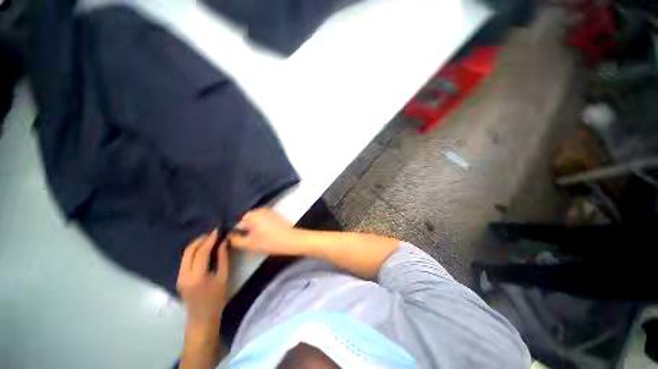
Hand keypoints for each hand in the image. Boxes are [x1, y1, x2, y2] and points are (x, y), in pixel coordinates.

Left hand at [177, 229, 228, 326]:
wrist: (202, 318)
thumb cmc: (217, 299)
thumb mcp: (223, 277)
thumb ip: (223, 258)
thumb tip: (224, 242)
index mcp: (196, 277)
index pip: (201, 252)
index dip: (210, 239)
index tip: (218, 230)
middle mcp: (183, 275)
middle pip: (189, 251)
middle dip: (201, 239)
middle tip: (214, 233)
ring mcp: (179, 276)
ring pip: (185, 254)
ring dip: (197, 244)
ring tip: (210, 239)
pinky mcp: (179, 277)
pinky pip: (185, 259)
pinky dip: (194, 251)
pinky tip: (204, 249)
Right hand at [229, 208, 302, 254]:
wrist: (292, 239)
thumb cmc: (270, 242)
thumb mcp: (250, 244)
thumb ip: (236, 239)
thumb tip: (228, 235)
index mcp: (251, 215)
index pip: (235, 219)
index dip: (231, 228)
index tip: (229, 236)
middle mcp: (258, 209)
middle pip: (244, 217)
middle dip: (240, 226)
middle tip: (239, 237)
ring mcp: (267, 210)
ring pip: (252, 217)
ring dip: (249, 225)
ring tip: (249, 235)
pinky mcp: (273, 214)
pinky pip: (260, 217)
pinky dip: (257, 223)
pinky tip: (258, 231)